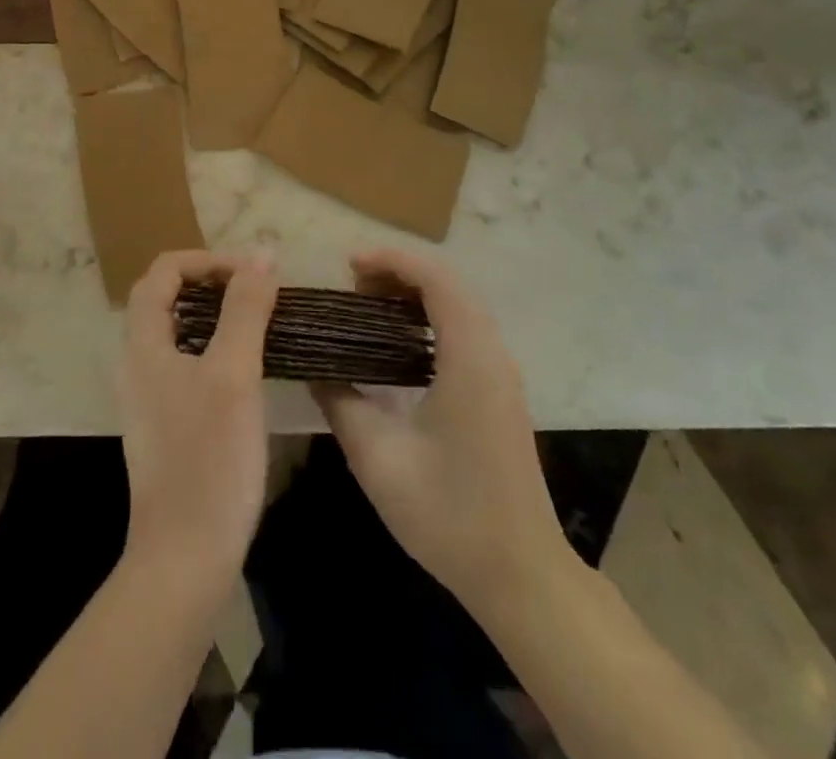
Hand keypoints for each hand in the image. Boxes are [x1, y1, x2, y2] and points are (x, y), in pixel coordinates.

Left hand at [119, 249, 278, 597]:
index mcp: (144, 344)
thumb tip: (261, 254)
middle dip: (213, 282)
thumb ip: (245, 309)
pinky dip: (217, 346)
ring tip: (261, 320)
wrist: (185, 558)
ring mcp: (151, 396)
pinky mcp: (168, 423)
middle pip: (167, 297)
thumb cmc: (209, 458)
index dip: (207, 261)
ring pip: (179, 331)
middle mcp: (138, 363)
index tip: (252, 273)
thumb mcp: (234, 374)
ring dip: (217, 314)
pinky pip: (188, 362)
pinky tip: (249, 367)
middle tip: (259, 291)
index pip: (164, 272)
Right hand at [313, 248, 572, 618]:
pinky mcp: (500, 391)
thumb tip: (314, 370)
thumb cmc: (449, 514)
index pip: (436, 278)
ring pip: (459, 305)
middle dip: (399, 272)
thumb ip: (341, 403)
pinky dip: (429, 317)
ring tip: (367, 307)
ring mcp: (501, 372)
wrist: (521, 574)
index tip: (348, 265)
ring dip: (415, 294)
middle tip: (351, 288)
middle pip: (448, 284)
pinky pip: (464, 330)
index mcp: (470, 357)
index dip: (391, 260)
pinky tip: (397, 343)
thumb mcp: (378, 458)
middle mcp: (492, 353)